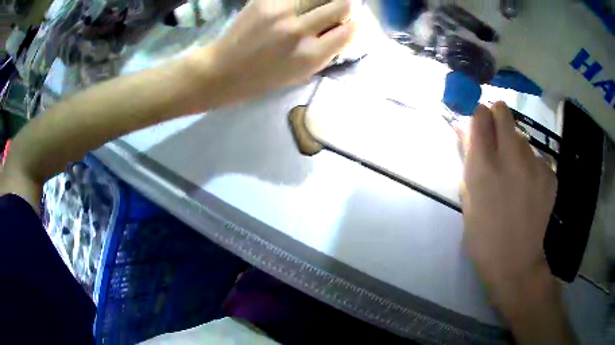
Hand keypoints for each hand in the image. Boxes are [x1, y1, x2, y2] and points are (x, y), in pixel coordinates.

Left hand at [192, 0, 356, 105]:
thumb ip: (326, 52)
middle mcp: (299, 30)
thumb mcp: (300, 75)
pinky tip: (295, 6)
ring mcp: (280, 11)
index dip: (353, 25)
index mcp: (310, 56)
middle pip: (342, 4)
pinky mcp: (264, 0)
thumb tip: (344, 30)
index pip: (350, 30)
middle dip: (344, 7)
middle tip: (333, 11)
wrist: (222, 70)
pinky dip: (300, 0)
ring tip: (312, 8)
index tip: (347, 24)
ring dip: (322, 0)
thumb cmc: (262, 79)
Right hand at [461, 102, 557, 301]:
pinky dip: (531, 166)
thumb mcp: (467, 197)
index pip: (481, 114)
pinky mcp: (550, 173)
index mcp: (484, 166)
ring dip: (516, 147)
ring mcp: (534, 164)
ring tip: (516, 175)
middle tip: (498, 140)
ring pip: (522, 135)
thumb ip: (468, 159)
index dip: (479, 117)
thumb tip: (466, 128)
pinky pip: (537, 156)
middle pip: (504, 111)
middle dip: (498, 117)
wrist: (516, 262)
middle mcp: (511, 157)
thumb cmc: (483, 235)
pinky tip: (529, 189)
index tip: (480, 127)